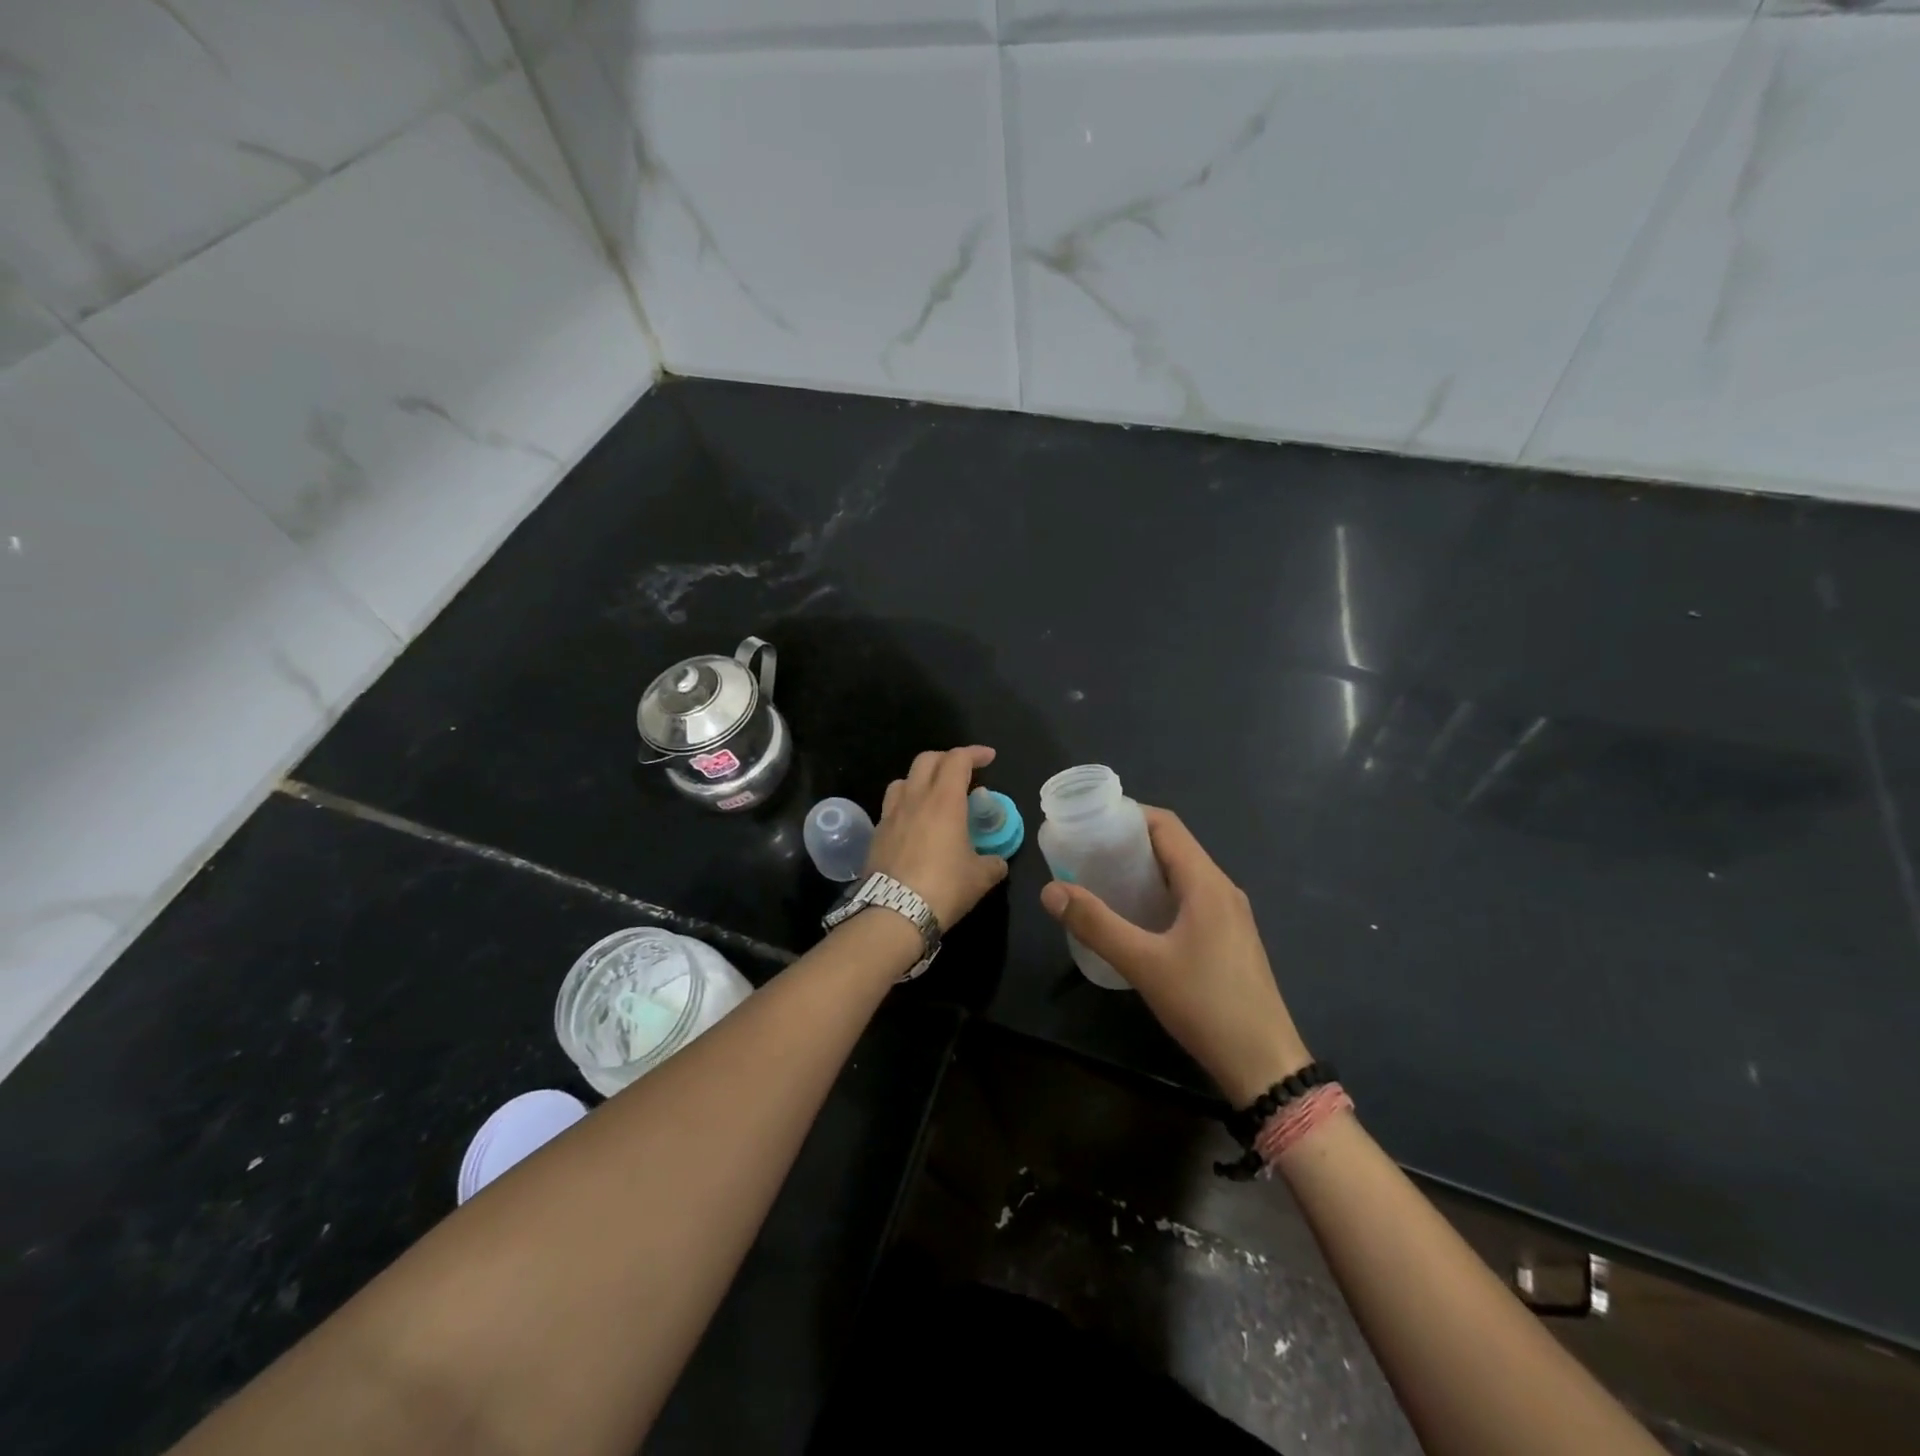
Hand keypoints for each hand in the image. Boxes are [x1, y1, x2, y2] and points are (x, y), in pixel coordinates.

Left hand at [867, 746, 1009, 931]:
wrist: (893, 912)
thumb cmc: (944, 888)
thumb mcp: (980, 878)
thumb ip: (993, 863)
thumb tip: (997, 862)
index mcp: (944, 801)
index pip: (958, 760)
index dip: (974, 753)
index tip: (989, 758)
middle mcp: (915, 799)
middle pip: (927, 760)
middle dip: (947, 759)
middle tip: (963, 773)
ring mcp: (891, 814)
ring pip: (904, 779)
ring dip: (922, 779)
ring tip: (934, 795)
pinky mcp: (876, 833)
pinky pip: (891, 806)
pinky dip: (906, 804)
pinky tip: (915, 823)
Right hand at [1039, 808, 1309, 1105]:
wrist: (1264, 1065)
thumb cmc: (1206, 1005)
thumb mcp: (1143, 964)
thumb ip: (1095, 924)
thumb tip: (1050, 890)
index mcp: (1207, 883)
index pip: (1166, 826)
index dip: (1128, 815)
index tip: (1089, 823)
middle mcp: (1222, 889)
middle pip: (1174, 847)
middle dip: (1129, 843)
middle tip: (1086, 853)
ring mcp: (1230, 916)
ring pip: (1182, 875)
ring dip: (1144, 870)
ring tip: (1102, 880)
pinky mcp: (1230, 939)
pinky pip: (1190, 899)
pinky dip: (1159, 894)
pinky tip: (1134, 918)